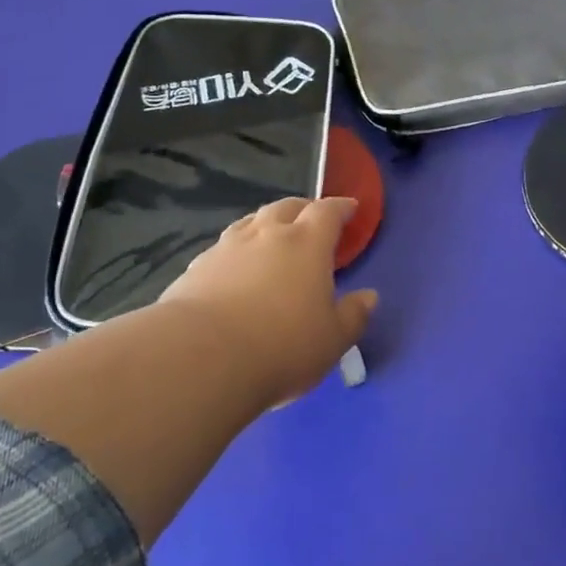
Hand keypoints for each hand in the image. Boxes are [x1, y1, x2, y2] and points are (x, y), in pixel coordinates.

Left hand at [160, 197, 376, 407]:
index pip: (328, 212)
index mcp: (307, 243)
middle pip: (286, 207)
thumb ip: (353, 315)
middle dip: (302, 209)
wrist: (201, 358)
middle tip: (311, 221)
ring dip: (265, 224)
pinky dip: (235, 252)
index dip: (341, 207)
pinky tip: (233, 270)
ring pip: (250, 222)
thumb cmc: (282, 345)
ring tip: (270, 238)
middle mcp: (267, 234)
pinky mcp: (195, 269)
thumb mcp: (332, 340)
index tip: (350, 208)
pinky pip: (222, 249)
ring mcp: (227, 248)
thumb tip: (369, 297)